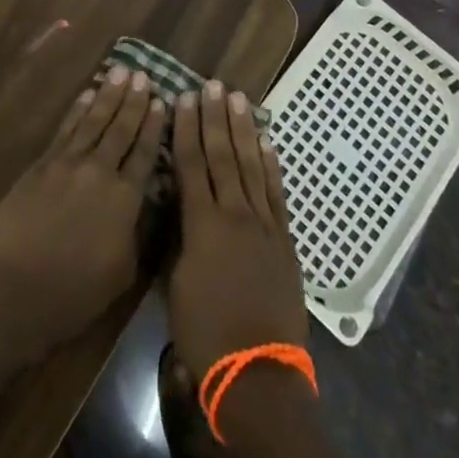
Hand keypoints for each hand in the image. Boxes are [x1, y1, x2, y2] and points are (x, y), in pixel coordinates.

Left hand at [0, 66, 166, 356]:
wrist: (15, 291)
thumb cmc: (74, 294)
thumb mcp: (124, 272)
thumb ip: (140, 231)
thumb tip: (150, 201)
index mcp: (124, 198)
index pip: (145, 152)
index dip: (154, 125)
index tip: (163, 100)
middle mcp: (99, 171)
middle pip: (121, 128)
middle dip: (134, 101)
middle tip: (144, 75)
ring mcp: (67, 163)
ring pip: (94, 120)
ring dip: (108, 94)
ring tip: (121, 71)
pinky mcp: (41, 164)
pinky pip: (66, 129)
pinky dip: (78, 109)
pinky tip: (87, 94)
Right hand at [166, 81, 307, 379]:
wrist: (257, 373)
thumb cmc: (205, 333)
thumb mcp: (174, 284)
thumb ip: (176, 238)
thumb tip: (175, 206)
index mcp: (202, 224)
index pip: (191, 164)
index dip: (185, 128)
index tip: (181, 98)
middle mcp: (234, 213)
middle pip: (222, 155)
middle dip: (214, 117)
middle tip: (210, 84)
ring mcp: (264, 224)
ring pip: (250, 165)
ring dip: (242, 130)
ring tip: (236, 98)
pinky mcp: (284, 239)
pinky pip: (276, 192)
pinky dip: (271, 164)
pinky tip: (266, 141)